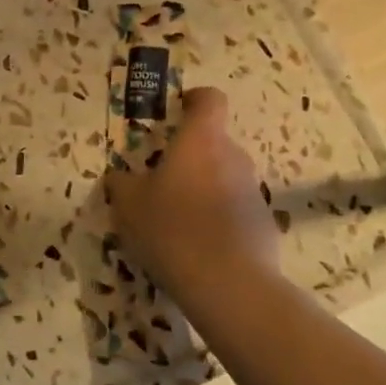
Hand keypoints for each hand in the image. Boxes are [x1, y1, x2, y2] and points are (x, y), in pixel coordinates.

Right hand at [106, 86, 280, 296]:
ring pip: (224, 177)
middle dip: (190, 156)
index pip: (209, 99)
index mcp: (200, 141)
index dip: (193, 100)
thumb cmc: (171, 229)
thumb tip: (121, 176)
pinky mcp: (264, 224)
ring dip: (204, 189)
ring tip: (177, 220)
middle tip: (161, 180)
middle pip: (213, 143)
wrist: (228, 285)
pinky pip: (235, 210)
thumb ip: (122, 182)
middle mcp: (233, 157)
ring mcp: (253, 191)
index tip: (176, 111)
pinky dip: (218, 219)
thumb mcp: (128, 204)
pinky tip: (198, 248)